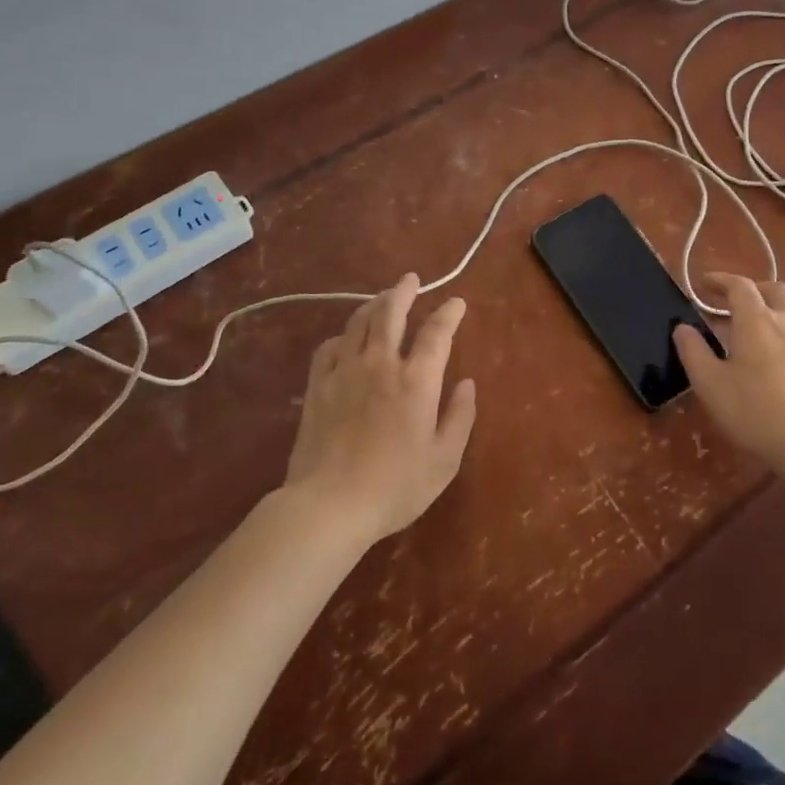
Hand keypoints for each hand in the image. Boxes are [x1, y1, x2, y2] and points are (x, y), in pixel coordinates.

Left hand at [286, 274, 476, 542]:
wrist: (329, 505)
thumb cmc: (395, 487)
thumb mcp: (444, 460)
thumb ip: (459, 417)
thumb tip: (467, 383)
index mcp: (416, 380)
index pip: (436, 333)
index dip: (449, 313)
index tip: (457, 302)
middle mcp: (380, 364)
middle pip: (391, 313)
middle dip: (404, 291)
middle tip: (411, 279)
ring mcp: (344, 372)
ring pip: (358, 323)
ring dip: (373, 305)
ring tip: (382, 298)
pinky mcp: (317, 386)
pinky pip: (329, 348)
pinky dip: (342, 335)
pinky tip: (346, 338)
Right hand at [673, 274, 784, 467]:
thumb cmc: (752, 409)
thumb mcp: (709, 383)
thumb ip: (693, 351)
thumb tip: (683, 328)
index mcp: (757, 320)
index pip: (740, 285)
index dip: (720, 280)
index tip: (704, 284)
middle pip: (776, 290)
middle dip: (755, 290)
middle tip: (735, 304)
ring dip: (771, 315)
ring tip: (752, 338)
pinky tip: (774, 367)